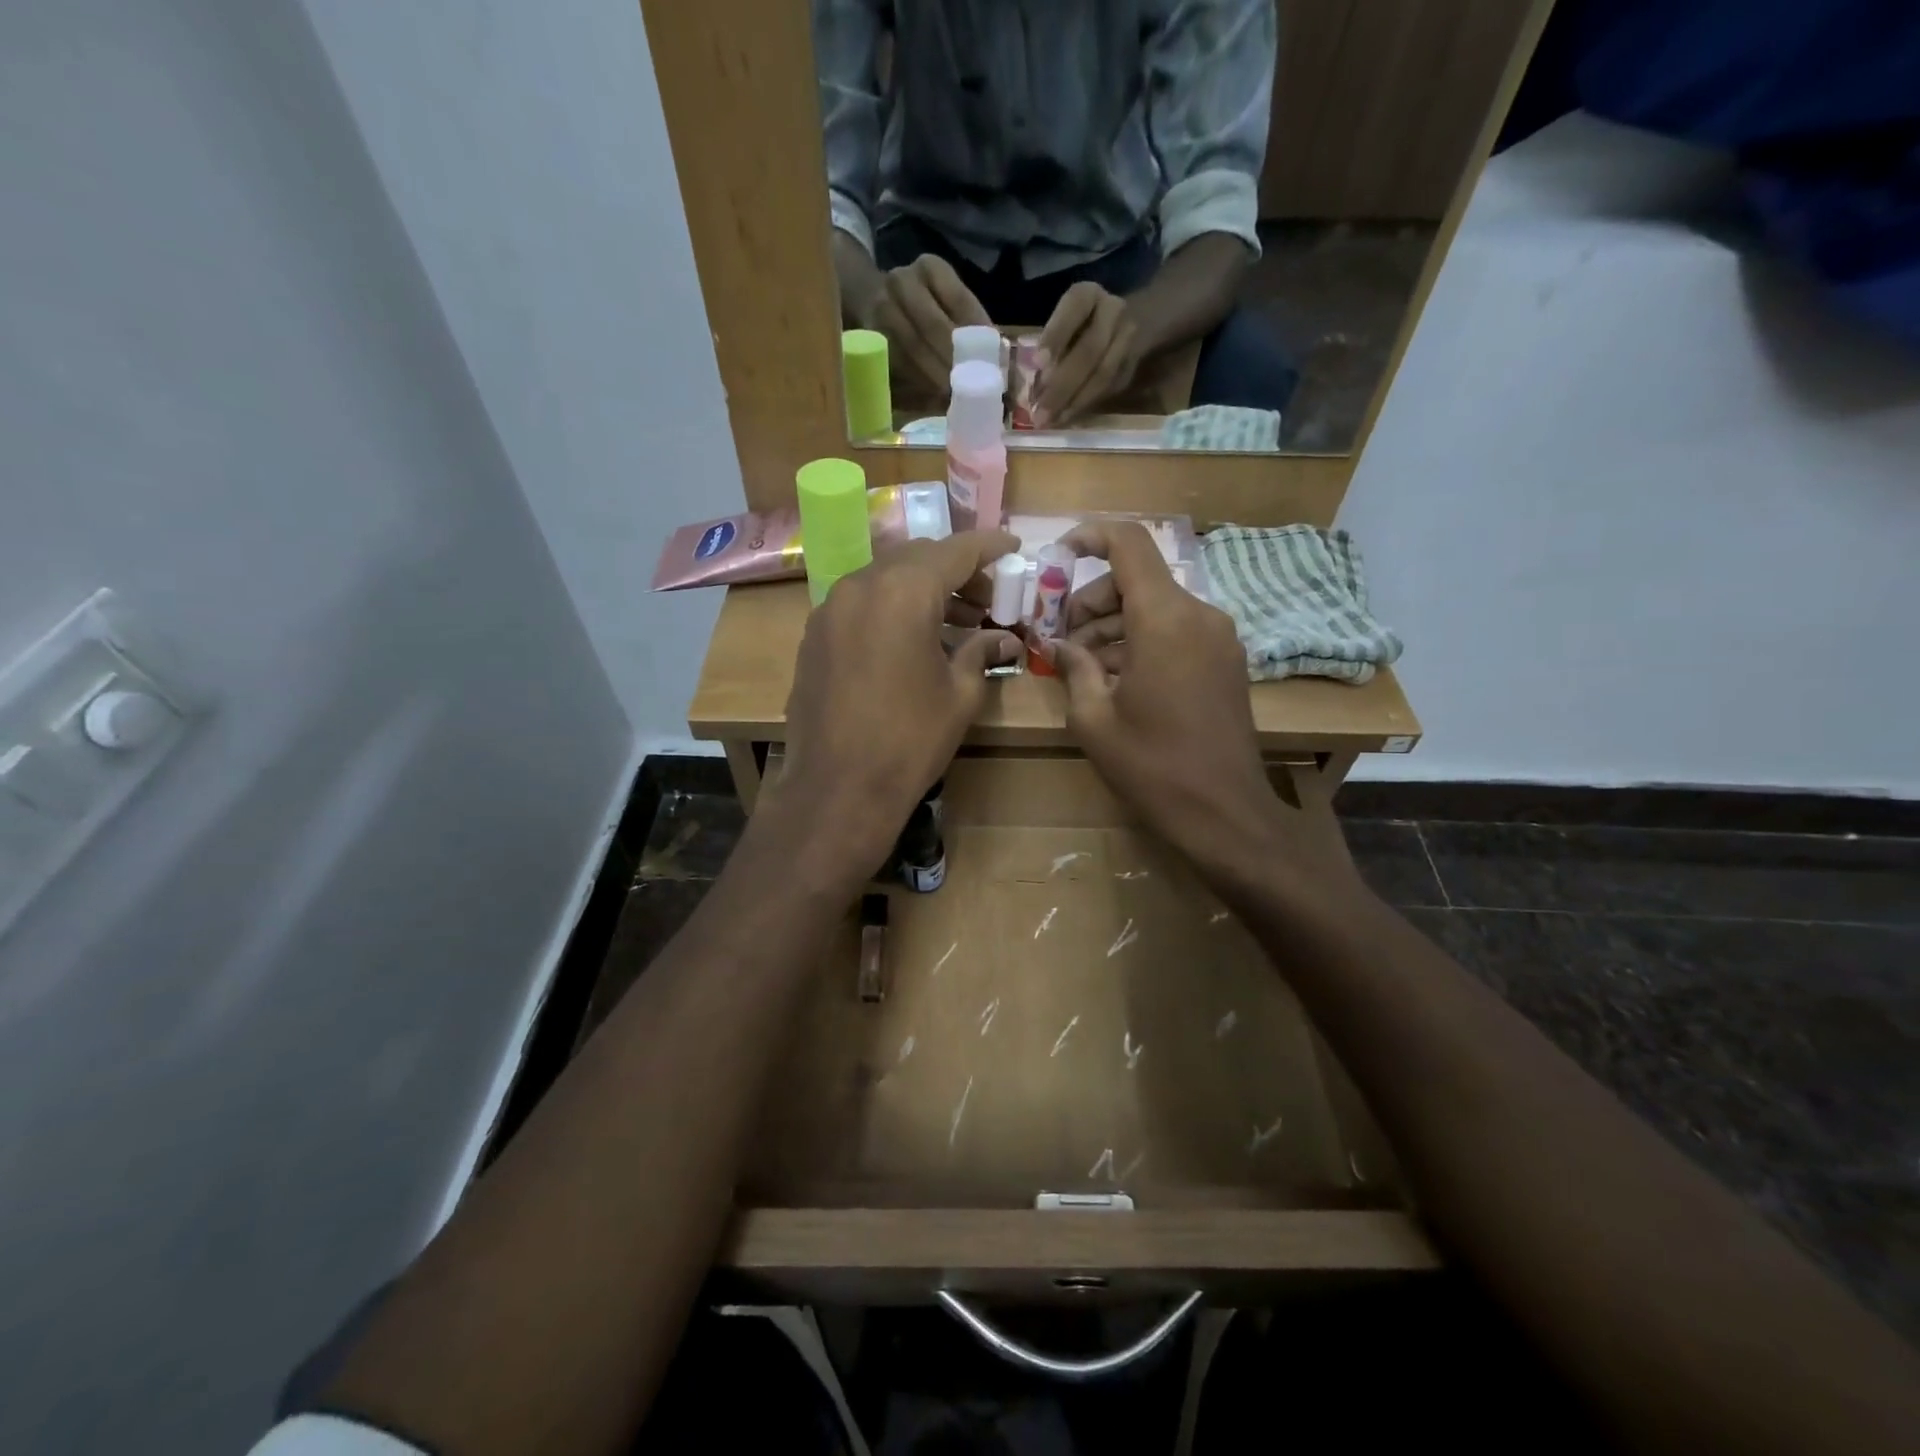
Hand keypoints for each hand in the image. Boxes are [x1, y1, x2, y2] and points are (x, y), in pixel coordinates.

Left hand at [768, 530, 1020, 884]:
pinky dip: (891, 607)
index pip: (956, 550)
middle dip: (956, 570)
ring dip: (922, 589)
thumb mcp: (960, 695)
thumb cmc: (910, 740)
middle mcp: (862, 584)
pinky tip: (911, 641)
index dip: (989, 547)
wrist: (837, 787)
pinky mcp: (815, 634)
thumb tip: (1005, 639)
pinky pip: (861, 603)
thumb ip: (982, 652)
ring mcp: (831, 608)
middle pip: (917, 558)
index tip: (1013, 548)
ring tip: (956, 623)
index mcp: (905, 591)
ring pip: (886, 578)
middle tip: (988, 599)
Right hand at [856, 254, 991, 399]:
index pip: (960, 300)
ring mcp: (881, 305)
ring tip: (954, 396)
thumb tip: (1002, 363)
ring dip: (936, 375)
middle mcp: (903, 281)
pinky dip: (917, 380)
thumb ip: (973, 325)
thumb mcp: (947, 301)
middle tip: (971, 387)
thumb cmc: (923, 305)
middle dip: (954, 359)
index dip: (977, 334)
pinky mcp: (869, 333)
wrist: (869, 296)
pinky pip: (896, 361)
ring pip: (912, 346)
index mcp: (930, 267)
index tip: (991, 362)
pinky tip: (932, 395)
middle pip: (933, 324)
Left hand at [1034, 282, 1140, 426]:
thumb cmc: (1078, 324)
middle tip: (1040, 412)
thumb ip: (1050, 348)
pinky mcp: (1132, 365)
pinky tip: (1066, 419)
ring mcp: (1128, 338)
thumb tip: (1030, 392)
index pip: (1074, 308)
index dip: (1056, 335)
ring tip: (1051, 421)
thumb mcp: (1062, 322)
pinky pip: (1109, 389)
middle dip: (1062, 385)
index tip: (1038, 362)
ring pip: (1103, 374)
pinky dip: (1086, 406)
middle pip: (1090, 350)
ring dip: (1074, 402)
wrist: (1125, 322)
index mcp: (1088, 294)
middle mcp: (1113, 311)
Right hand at [1051, 522, 1286, 870]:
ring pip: (1156, 607)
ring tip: (1082, 667)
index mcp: (1164, 619)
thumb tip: (1058, 645)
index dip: (1089, 537)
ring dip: (1115, 625)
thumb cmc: (1152, 765)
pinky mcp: (1227, 662)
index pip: (1129, 543)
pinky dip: (1142, 641)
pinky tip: (1117, 680)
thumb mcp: (1093, 719)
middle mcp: (1198, 615)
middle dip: (1092, 600)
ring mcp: (1219, 638)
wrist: (1225, 813)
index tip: (1057, 557)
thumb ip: (1073, 668)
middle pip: (1138, 579)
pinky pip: (1177, 632)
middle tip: (1060, 640)